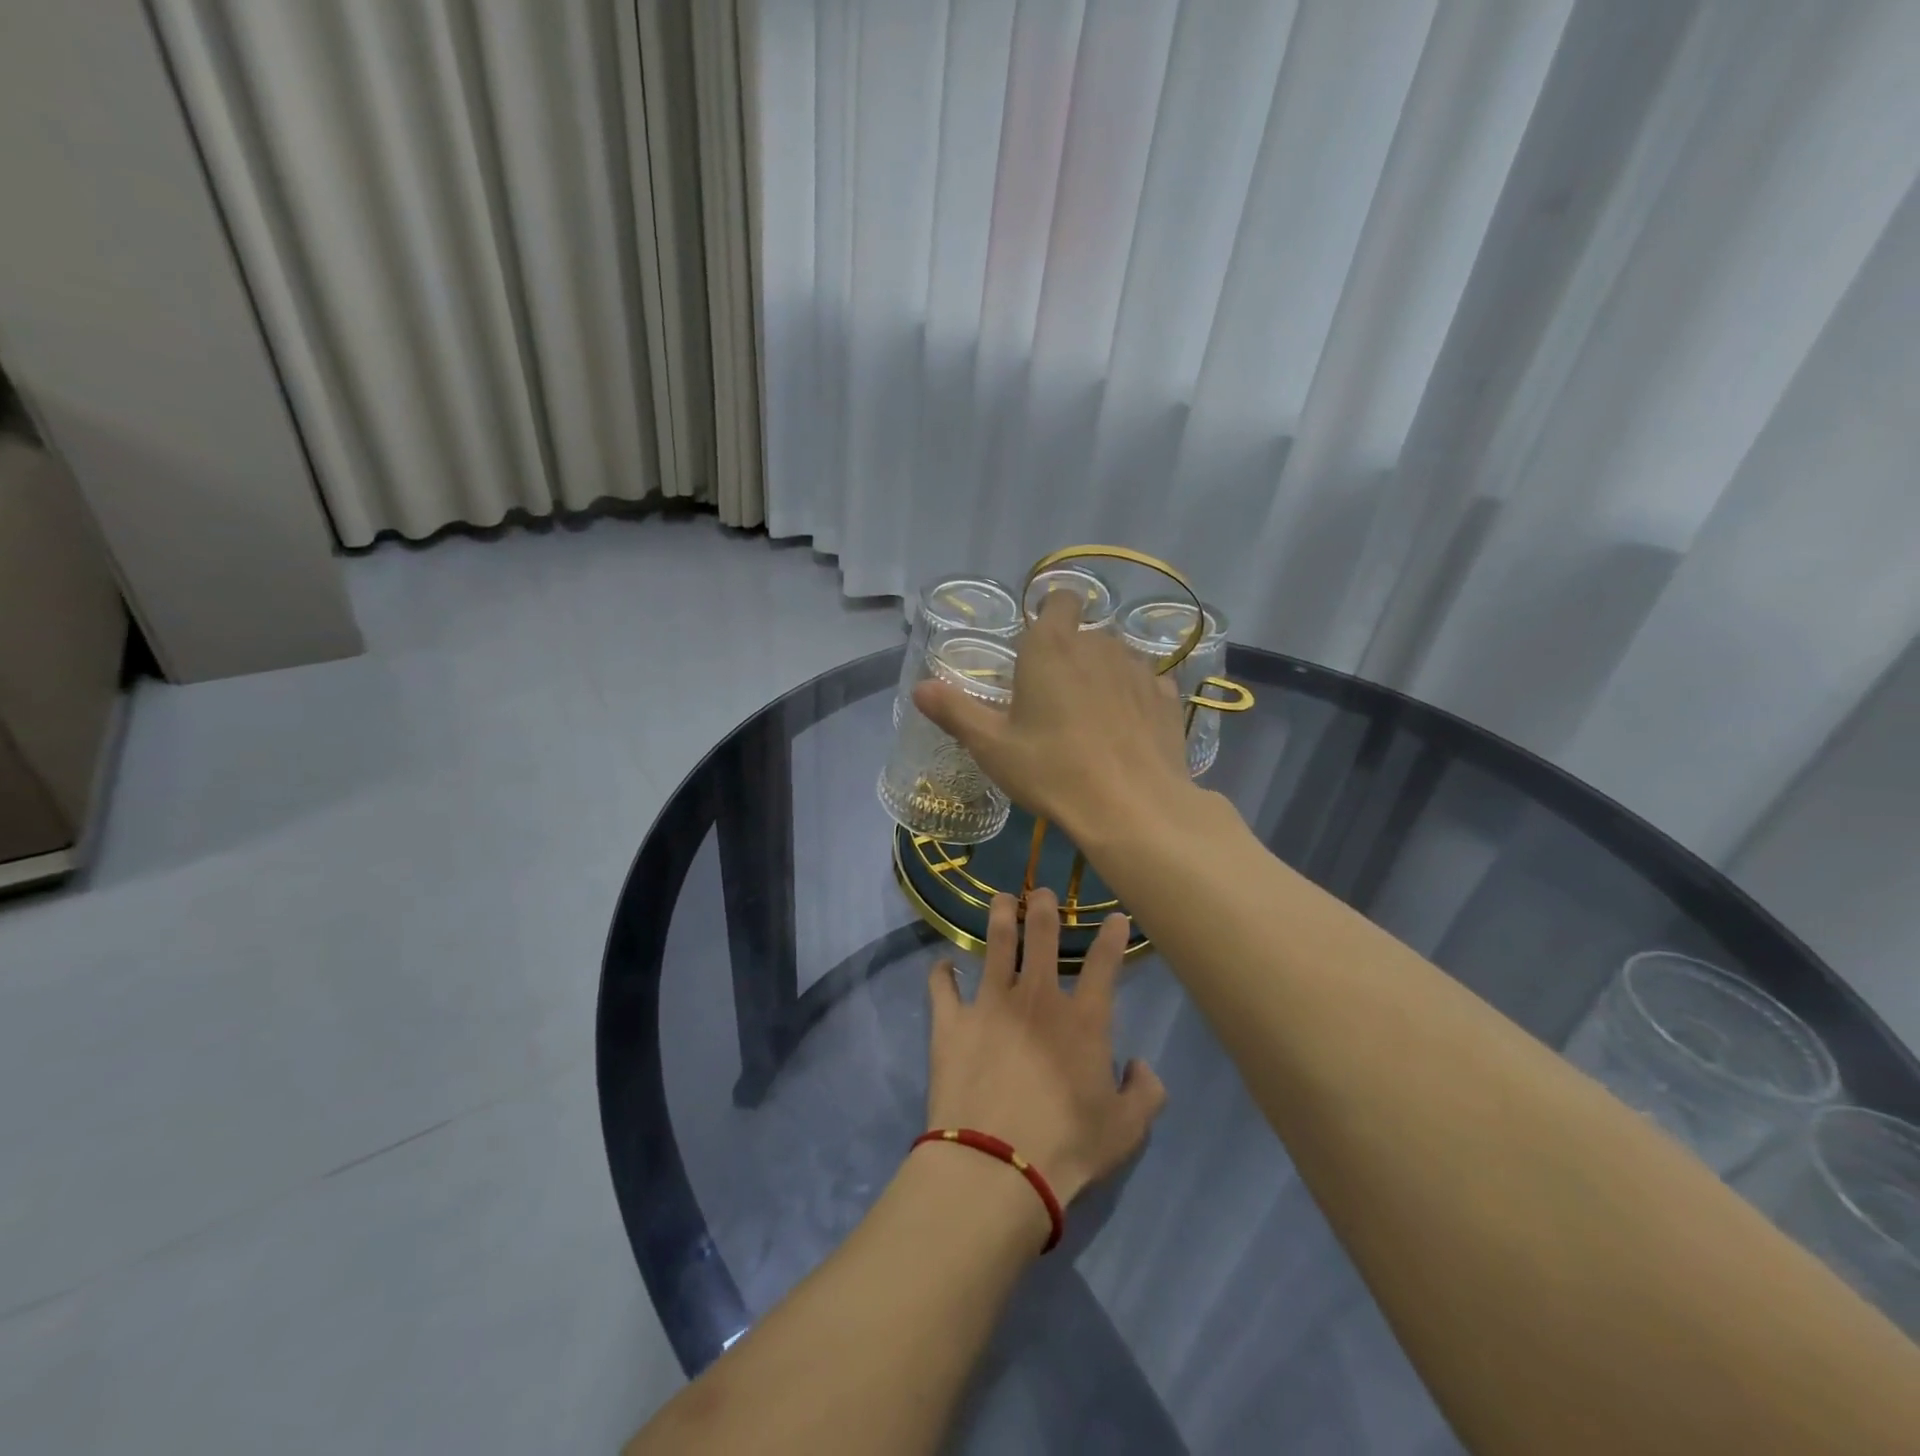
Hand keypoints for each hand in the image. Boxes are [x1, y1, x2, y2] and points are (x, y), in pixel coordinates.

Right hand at [913, 590, 1193, 843]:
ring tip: (1090, 721)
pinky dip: (1132, 700)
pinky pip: (1145, 686)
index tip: (1037, 645)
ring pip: (1116, 659)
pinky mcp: (1168, 698)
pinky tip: (1124, 733)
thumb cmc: (1052, 770)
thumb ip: (955, 711)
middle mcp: (1099, 644)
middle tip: (1052, 701)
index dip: (1050, 613)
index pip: (1059, 598)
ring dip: (1102, 677)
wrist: (1132, 807)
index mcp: (1052, 646)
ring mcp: (1139, 669)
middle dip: (1070, 656)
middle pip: (1085, 634)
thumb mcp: (991, 746)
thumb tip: (920, 687)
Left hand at [923, 891, 1166, 1216]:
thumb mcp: (1126, 1130)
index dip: (1112, 936)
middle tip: (1040, 891)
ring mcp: (990, 1004)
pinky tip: (943, 965)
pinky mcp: (952, 1022)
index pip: (1105, 965)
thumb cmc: (1068, 1147)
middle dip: (1043, 906)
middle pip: (1042, 936)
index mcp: (1083, 1020)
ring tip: (1001, 899)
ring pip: (996, 945)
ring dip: (999, 917)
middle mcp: (1037, 998)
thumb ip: (1145, 1093)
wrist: (997, 1165)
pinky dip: (941, 973)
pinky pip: (942, 986)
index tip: (1115, 916)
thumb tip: (1142, 1067)